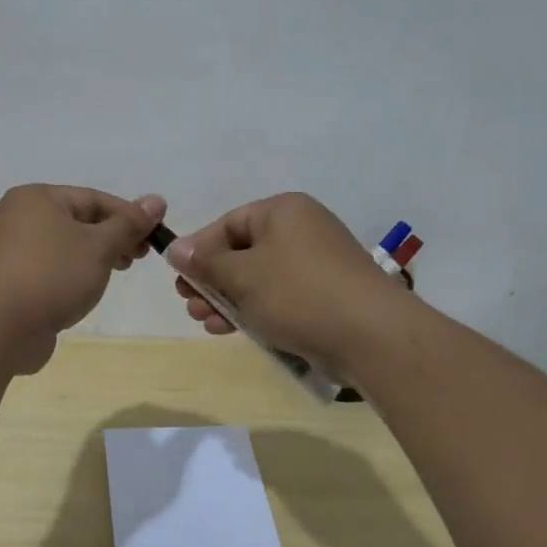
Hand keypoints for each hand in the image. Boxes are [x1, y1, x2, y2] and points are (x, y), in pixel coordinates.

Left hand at [0, 185, 165, 373]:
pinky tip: (83, 294)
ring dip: (93, 259)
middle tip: (138, 259)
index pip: (94, 199)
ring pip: (64, 247)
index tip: (156, 238)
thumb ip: (129, 224)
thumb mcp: (99, 246)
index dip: (129, 216)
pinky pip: (49, 271)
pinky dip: (71, 277)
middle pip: (78, 221)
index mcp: (37, 198)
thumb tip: (156, 200)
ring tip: (114, 275)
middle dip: (112, 238)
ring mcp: (10, 251)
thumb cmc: (51, 276)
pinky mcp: (9, 282)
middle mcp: (19, 218)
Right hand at [168, 193, 412, 376]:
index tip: (178, 277)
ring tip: (206, 323)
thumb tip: (175, 248)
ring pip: (259, 278)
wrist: (371, 336)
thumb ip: (205, 262)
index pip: (229, 223)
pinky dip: (255, 309)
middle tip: (189, 305)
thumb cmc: (298, 293)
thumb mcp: (242, 275)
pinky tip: (233, 330)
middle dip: (211, 280)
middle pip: (243, 251)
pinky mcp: (326, 295)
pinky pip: (280, 296)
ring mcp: (317, 264)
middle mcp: (302, 229)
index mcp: (284, 210)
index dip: (199, 249)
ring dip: (228, 299)